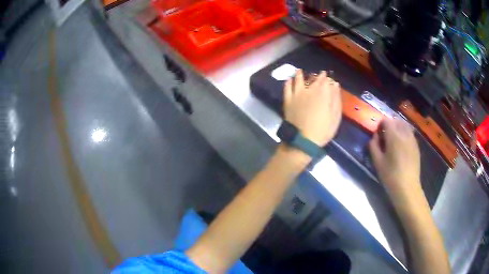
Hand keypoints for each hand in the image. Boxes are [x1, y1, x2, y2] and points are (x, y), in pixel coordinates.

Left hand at [283, 70, 341, 145]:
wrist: (303, 140)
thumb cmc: (323, 131)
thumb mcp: (335, 117)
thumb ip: (336, 99)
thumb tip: (335, 85)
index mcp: (323, 94)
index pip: (326, 81)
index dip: (327, 78)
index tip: (328, 76)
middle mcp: (309, 90)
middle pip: (314, 80)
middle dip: (318, 76)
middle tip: (320, 74)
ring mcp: (297, 94)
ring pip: (298, 80)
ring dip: (300, 74)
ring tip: (300, 71)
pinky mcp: (288, 100)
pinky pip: (287, 88)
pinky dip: (288, 82)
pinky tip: (289, 79)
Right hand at [369, 118, 422, 201]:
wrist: (407, 187)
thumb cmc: (390, 175)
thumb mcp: (377, 162)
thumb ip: (374, 146)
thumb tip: (375, 136)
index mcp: (394, 136)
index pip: (387, 121)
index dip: (381, 124)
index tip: (378, 133)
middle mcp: (404, 134)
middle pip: (396, 121)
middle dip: (390, 125)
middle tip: (385, 135)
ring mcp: (412, 139)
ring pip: (405, 126)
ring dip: (398, 128)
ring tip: (394, 139)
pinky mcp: (416, 146)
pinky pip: (410, 134)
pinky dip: (405, 134)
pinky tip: (402, 145)